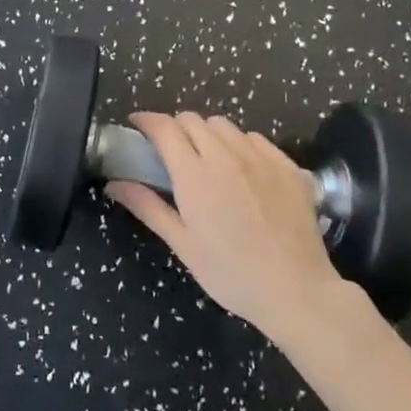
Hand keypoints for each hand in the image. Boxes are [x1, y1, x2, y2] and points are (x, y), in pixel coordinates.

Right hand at [105, 111, 356, 348]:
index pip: (164, 128)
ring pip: (224, 125)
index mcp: (195, 176)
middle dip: (175, 128)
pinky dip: (240, 144)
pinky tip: (242, 169)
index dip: (146, 121)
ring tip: (207, 158)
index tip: (136, 126)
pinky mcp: (287, 165)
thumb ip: (147, 206)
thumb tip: (114, 184)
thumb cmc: (231, 273)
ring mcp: (260, 157)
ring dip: (207, 134)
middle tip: (170, 151)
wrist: (297, 290)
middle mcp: (226, 156)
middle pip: (192, 120)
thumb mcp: (182, 244)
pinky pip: (255, 138)